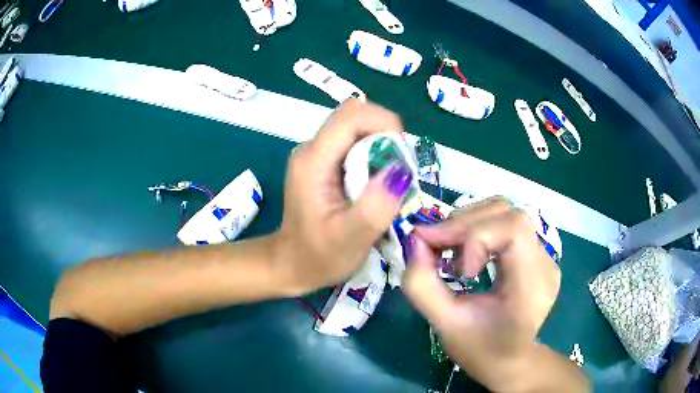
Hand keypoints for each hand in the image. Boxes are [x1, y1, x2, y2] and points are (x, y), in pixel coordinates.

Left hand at [273, 99, 414, 294]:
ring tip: (390, 184)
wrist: (291, 264)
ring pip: (358, 129)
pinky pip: (355, 144)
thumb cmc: (318, 257)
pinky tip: (376, 185)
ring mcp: (316, 154)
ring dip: (383, 148)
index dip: (385, 124)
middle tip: (400, 175)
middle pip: (357, 118)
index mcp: (313, 161)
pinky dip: (374, 157)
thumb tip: (401, 170)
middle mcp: (312, 149)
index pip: (352, 115)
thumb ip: (376, 206)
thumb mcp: (351, 239)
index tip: (403, 159)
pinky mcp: (324, 162)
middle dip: (387, 137)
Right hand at [402, 197, 561, 390]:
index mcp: (532, 283)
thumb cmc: (480, 350)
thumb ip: (421, 284)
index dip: (475, 236)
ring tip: (450, 249)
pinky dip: (479, 229)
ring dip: (470, 222)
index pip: (512, 229)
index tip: (448, 264)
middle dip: (465, 223)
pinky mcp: (536, 254)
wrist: (510, 361)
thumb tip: (414, 241)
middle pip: (507, 212)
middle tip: (435, 245)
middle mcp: (545, 262)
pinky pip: (506, 225)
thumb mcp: (445, 325)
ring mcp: (543, 255)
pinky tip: (467, 253)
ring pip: (506, 212)